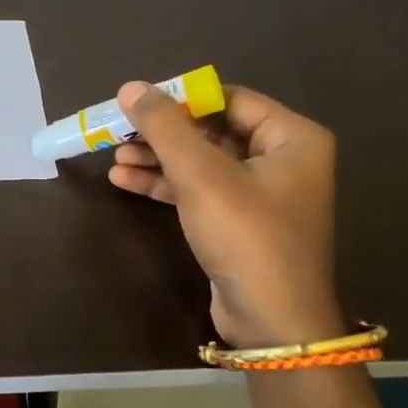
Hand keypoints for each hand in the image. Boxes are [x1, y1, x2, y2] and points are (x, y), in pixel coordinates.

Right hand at [108, 82, 343, 348]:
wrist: (271, 319)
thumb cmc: (246, 236)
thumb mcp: (202, 176)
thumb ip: (165, 128)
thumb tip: (131, 88)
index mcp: (292, 137)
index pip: (229, 99)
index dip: (181, 98)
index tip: (137, 104)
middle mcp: (281, 159)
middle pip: (212, 131)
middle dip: (163, 133)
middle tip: (118, 132)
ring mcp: (260, 193)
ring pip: (200, 163)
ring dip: (158, 159)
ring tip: (114, 158)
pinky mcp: (238, 222)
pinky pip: (199, 191)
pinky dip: (165, 185)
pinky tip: (127, 180)